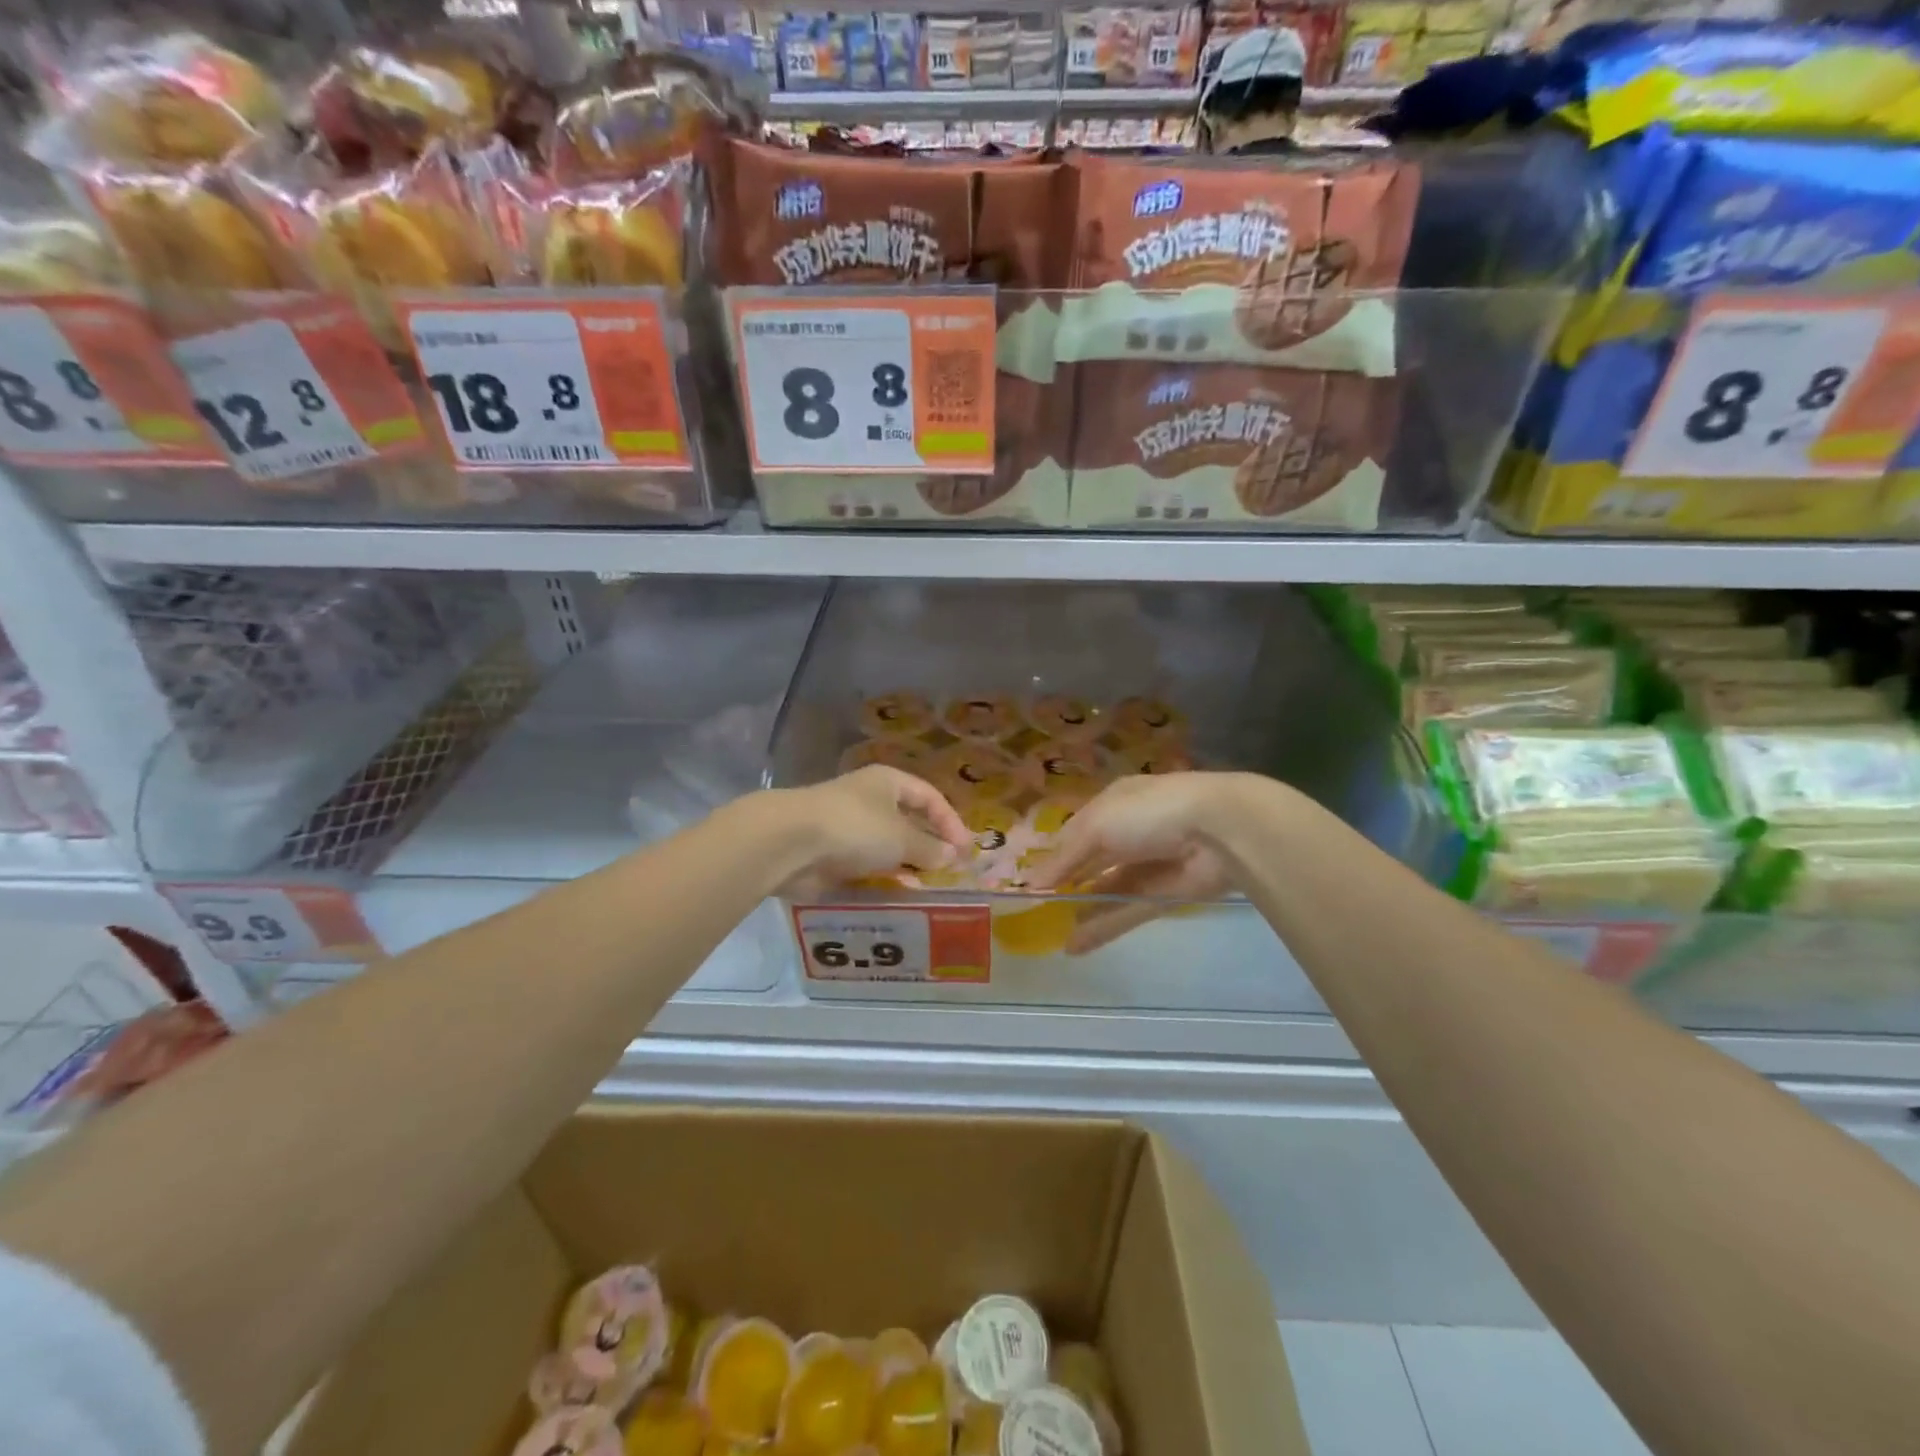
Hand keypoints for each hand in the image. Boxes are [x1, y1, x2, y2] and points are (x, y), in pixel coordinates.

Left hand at [777, 766, 971, 890]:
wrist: (790, 842)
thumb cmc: (855, 827)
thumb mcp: (901, 837)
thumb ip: (930, 848)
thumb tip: (952, 855)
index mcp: (888, 783)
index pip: (929, 797)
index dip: (950, 821)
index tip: (966, 850)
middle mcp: (869, 800)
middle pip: (908, 822)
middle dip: (929, 846)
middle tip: (948, 873)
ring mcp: (848, 828)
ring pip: (886, 847)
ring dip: (906, 866)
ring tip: (926, 889)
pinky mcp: (831, 854)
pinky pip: (865, 866)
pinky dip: (882, 879)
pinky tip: (896, 895)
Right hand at [1026, 773, 1242, 954]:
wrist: (1219, 831)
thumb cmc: (1149, 813)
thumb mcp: (1098, 825)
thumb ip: (1065, 857)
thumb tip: (1033, 885)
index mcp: (1113, 804)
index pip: (1075, 830)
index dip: (1053, 855)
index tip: (1030, 882)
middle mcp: (1129, 832)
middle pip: (1091, 861)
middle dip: (1066, 883)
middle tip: (1036, 911)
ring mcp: (1148, 866)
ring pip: (1107, 890)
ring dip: (1082, 909)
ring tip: (1051, 933)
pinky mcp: (1164, 896)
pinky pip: (1126, 913)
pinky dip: (1101, 928)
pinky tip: (1074, 946)